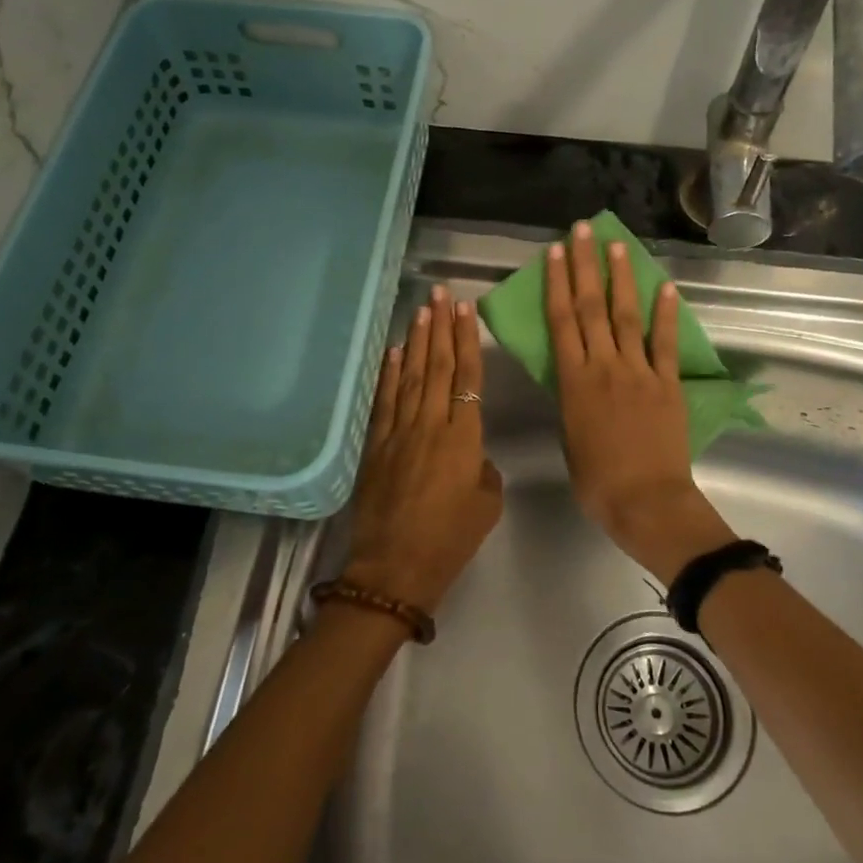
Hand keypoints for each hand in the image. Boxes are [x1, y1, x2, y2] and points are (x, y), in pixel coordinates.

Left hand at [344, 285, 504, 615]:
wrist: (394, 569)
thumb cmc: (450, 541)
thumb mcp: (486, 505)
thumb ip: (483, 469)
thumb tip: (470, 455)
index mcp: (464, 439)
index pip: (467, 378)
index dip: (466, 342)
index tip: (465, 311)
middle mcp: (430, 426)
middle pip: (437, 368)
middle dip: (440, 328)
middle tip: (441, 293)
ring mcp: (399, 433)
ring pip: (411, 377)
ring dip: (416, 342)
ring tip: (421, 310)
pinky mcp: (376, 446)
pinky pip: (384, 401)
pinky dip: (389, 374)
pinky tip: (393, 351)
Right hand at [546, 222, 735, 585]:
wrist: (646, 502)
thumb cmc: (597, 481)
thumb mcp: (569, 437)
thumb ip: (572, 400)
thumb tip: (576, 378)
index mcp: (574, 382)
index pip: (562, 323)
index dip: (557, 284)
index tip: (554, 253)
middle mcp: (605, 367)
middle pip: (592, 308)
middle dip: (585, 266)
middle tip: (581, 231)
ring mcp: (639, 372)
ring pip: (627, 316)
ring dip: (621, 278)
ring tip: (616, 245)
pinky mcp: (668, 383)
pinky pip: (666, 343)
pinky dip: (667, 314)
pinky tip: (666, 286)